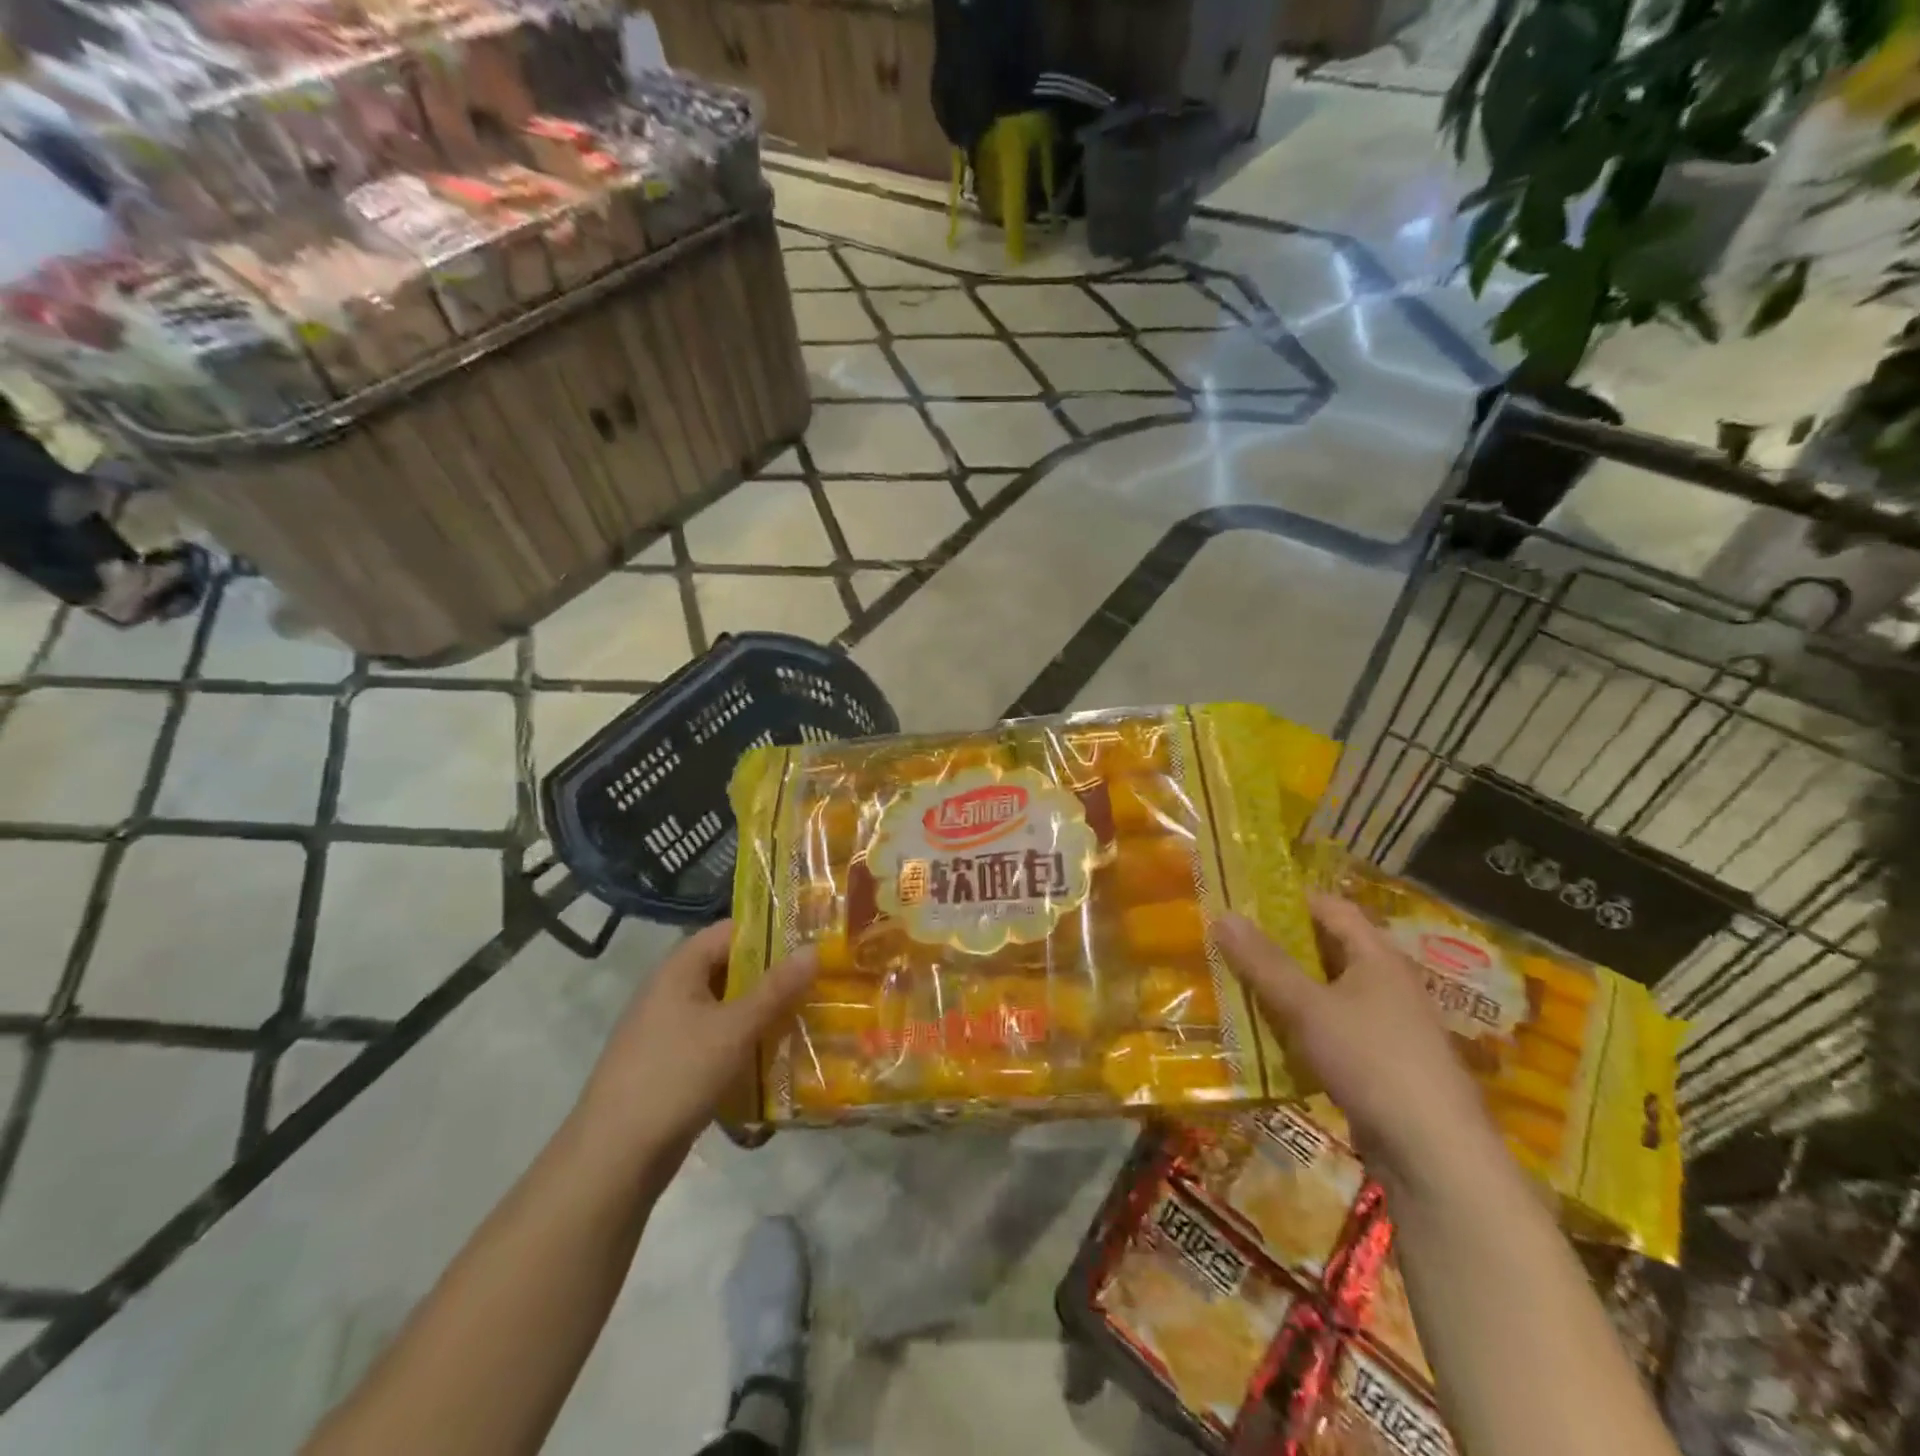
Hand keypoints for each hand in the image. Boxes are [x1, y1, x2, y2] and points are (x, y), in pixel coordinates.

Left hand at [575, 920, 816, 1165]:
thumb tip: (814, 949)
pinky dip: (742, 1040)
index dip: (770, 932)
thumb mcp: (735, 1029)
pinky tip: (773, 1055)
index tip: (811, 942)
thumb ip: (776, 989)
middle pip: (729, 968)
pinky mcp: (670, 1063)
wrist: (614, 1157)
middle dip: (771, 975)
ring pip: (724, 1006)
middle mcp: (670, 990)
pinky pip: (715, 1038)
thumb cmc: (676, 1075)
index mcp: (679, 968)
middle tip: (817, 981)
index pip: (730, 931)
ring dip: (760, 1011)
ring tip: (805, 1016)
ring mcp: (667, 1028)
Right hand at [1213, 895, 1502, 1197]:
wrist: (1435, 1154)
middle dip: (1280, 945)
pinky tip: (1269, 1034)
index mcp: (1378, 956)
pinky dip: (1301, 1024)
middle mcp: (1387, 982)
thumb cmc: (1372, 1061)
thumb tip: (1222, 914)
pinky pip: (1332, 1028)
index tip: (1243, 901)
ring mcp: (1387, 1025)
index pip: (1331, 907)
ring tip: (1238, 983)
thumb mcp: (1308, 1007)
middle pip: (1328, 948)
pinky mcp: (1380, 1063)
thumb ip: (1264, 963)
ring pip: (1327, 991)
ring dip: (1287, 987)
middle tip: (1230, 942)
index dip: (1288, 899)